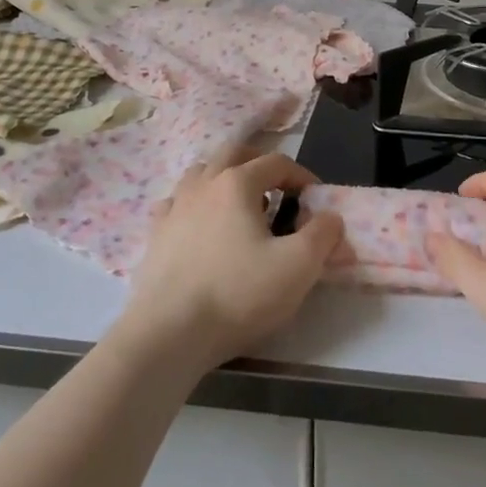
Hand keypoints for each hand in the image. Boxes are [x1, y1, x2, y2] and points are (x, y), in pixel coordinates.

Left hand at [120, 150, 344, 372]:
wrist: (169, 334)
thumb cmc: (238, 294)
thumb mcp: (298, 267)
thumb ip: (323, 235)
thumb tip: (330, 217)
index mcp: (238, 183)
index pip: (277, 162)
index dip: (301, 175)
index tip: (314, 198)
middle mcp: (204, 184)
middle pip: (233, 152)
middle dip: (258, 162)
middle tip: (276, 187)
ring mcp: (175, 207)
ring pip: (200, 173)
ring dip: (223, 178)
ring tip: (239, 205)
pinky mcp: (155, 235)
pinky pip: (175, 203)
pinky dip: (193, 205)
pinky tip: (199, 226)